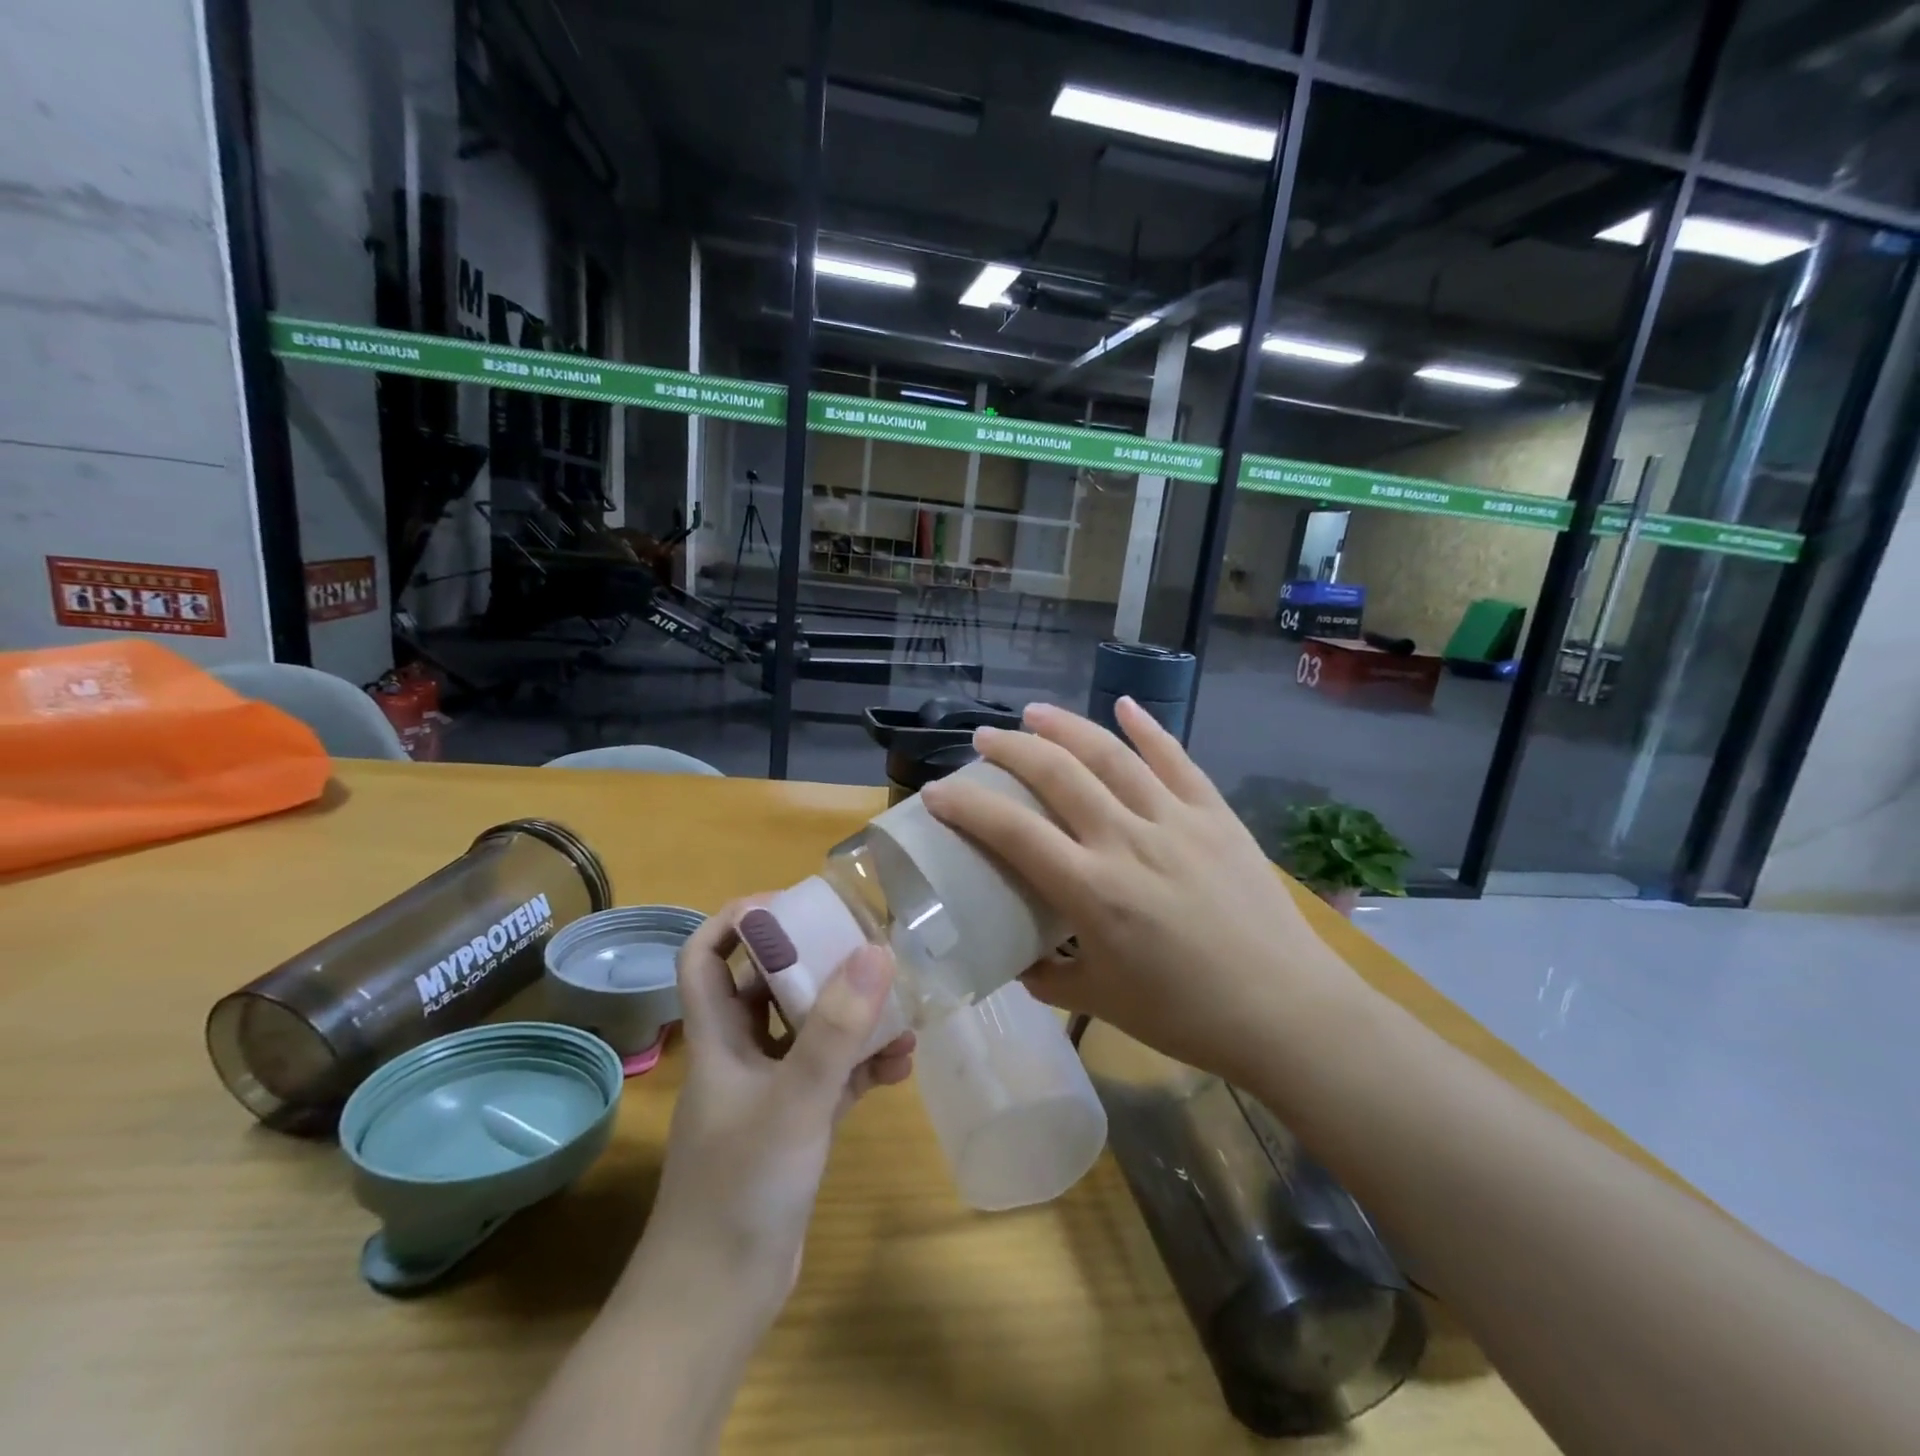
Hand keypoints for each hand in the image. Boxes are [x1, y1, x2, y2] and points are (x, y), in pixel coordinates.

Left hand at [638, 901, 914, 1326]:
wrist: (719, 1299)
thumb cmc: (741, 1186)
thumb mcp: (794, 1100)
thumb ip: (836, 1029)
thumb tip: (876, 951)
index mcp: (718, 1037)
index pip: (705, 956)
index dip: (738, 921)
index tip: (792, 904)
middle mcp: (739, 1055)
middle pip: (766, 986)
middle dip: (813, 960)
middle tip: (862, 943)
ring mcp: (768, 1092)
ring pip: (807, 1032)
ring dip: (849, 1016)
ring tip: (898, 1004)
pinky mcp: (795, 1126)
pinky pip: (831, 1077)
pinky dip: (861, 1065)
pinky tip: (900, 1065)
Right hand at [920, 698, 1364, 1084]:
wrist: (1286, 1011)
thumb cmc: (1187, 1015)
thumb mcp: (1101, 1001)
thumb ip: (1047, 977)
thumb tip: (1014, 959)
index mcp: (1093, 891)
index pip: (1013, 833)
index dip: (967, 806)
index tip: (936, 792)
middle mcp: (1128, 841)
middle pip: (1058, 775)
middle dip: (1012, 750)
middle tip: (984, 739)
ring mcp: (1176, 821)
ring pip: (1113, 755)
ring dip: (1067, 727)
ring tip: (1034, 713)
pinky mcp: (1215, 815)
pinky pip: (1177, 760)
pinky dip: (1148, 728)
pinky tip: (1125, 705)